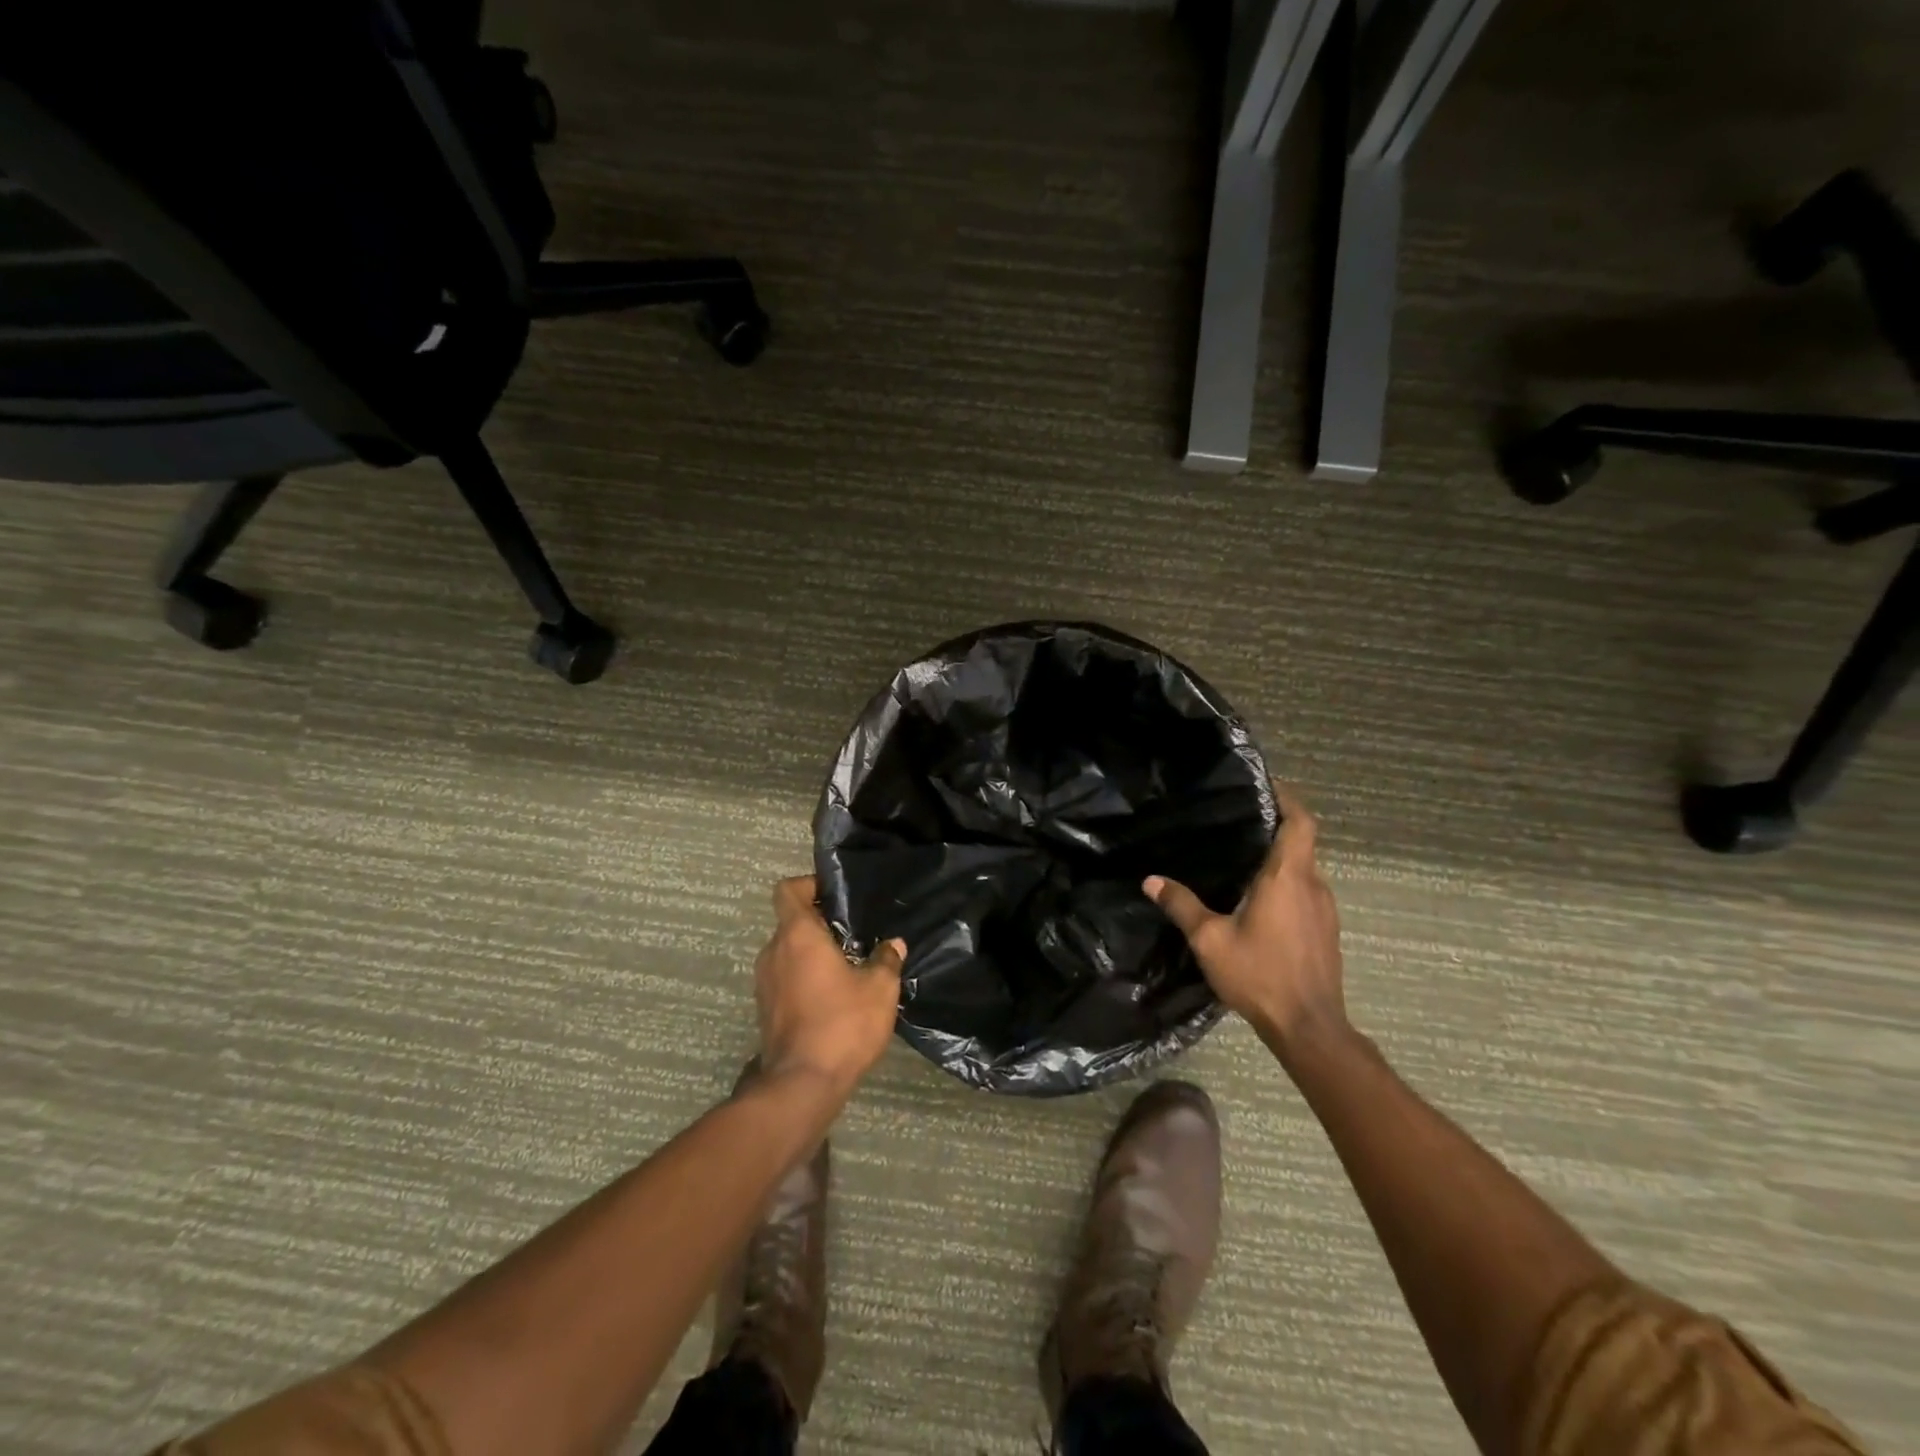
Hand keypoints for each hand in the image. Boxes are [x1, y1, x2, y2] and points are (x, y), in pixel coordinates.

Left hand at [755, 876, 905, 1092]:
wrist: (802, 1084)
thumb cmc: (842, 1023)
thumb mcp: (879, 989)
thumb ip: (886, 960)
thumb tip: (892, 945)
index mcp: (797, 935)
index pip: (788, 890)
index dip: (809, 884)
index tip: (835, 894)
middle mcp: (773, 952)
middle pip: (791, 922)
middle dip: (820, 924)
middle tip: (854, 933)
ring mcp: (765, 983)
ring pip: (788, 953)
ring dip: (812, 954)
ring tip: (848, 966)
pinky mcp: (766, 1010)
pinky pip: (785, 979)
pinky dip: (805, 979)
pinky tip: (834, 996)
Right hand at [1144, 785, 1348, 1057]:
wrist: (1309, 1027)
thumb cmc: (1260, 975)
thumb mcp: (1210, 940)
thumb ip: (1181, 906)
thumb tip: (1151, 880)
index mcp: (1287, 878)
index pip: (1300, 822)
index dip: (1287, 798)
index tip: (1266, 785)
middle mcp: (1313, 886)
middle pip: (1302, 842)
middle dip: (1276, 825)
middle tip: (1239, 819)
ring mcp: (1325, 910)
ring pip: (1304, 869)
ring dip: (1281, 857)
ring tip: (1243, 855)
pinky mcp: (1326, 930)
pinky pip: (1306, 891)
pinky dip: (1286, 882)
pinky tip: (1258, 898)